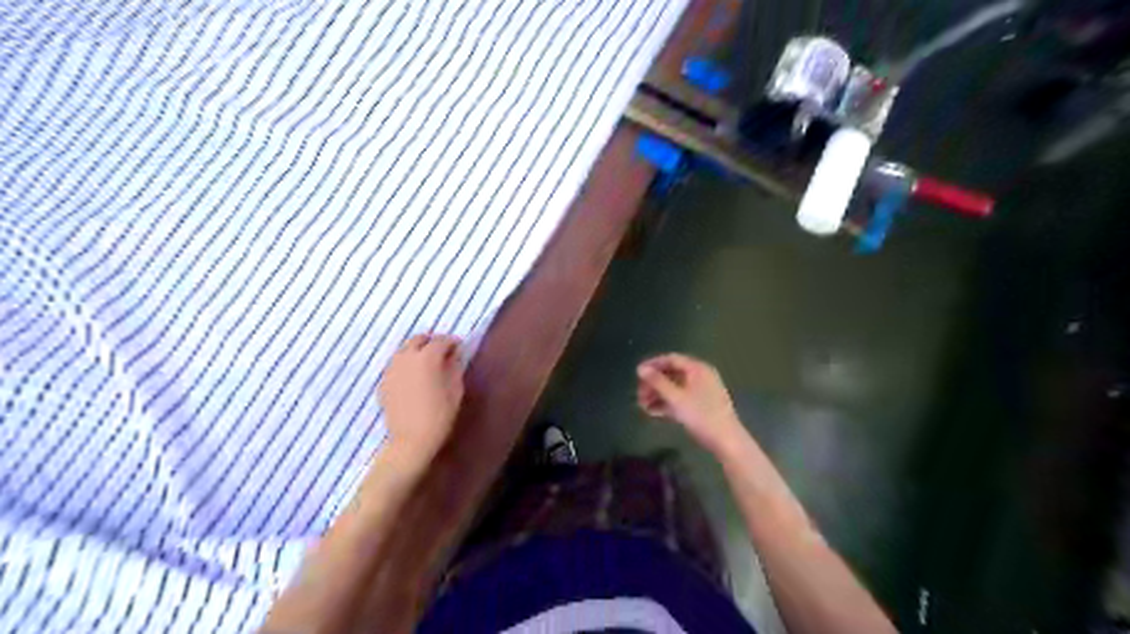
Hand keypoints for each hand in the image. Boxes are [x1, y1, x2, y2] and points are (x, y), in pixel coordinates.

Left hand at [383, 335, 464, 462]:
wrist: (411, 440)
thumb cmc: (440, 415)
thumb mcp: (455, 390)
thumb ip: (454, 367)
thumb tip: (453, 356)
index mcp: (427, 358)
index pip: (441, 341)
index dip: (452, 342)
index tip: (459, 347)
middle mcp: (406, 358)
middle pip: (418, 339)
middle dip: (432, 342)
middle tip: (442, 352)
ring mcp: (391, 370)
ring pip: (404, 350)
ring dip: (417, 352)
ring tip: (427, 364)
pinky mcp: (383, 382)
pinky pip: (396, 365)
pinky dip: (406, 365)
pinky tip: (414, 378)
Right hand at [640, 355, 747, 453]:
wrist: (726, 441)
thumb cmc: (701, 415)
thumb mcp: (676, 398)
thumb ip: (657, 382)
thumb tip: (640, 368)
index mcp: (697, 369)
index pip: (671, 359)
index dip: (652, 364)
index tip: (637, 374)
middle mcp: (700, 376)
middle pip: (671, 374)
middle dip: (653, 384)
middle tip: (639, 395)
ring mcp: (701, 391)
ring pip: (674, 388)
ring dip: (657, 395)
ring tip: (642, 406)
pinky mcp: (700, 405)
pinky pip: (680, 399)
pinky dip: (667, 403)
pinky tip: (653, 412)